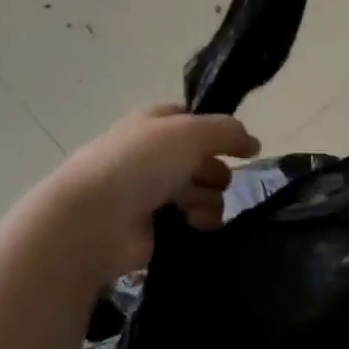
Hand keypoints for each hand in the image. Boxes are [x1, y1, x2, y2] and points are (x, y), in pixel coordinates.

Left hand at [35, 105, 259, 281]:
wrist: (95, 219)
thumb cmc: (140, 163)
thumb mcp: (190, 132)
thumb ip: (227, 131)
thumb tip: (253, 142)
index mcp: (155, 122)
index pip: (195, 120)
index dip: (219, 132)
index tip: (241, 147)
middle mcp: (154, 154)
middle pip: (203, 159)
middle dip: (214, 170)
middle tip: (209, 179)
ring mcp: (152, 192)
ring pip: (203, 192)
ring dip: (208, 199)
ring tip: (196, 208)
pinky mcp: (155, 227)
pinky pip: (193, 221)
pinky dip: (199, 222)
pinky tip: (194, 225)